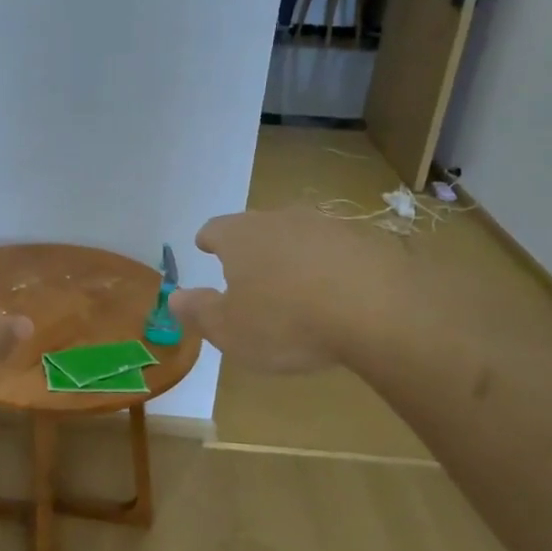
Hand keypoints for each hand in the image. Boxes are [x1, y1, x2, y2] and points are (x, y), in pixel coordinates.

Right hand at [171, 208, 390, 373]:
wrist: (377, 309)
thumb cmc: (286, 322)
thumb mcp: (229, 330)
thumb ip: (198, 312)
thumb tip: (174, 297)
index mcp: (241, 237)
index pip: (216, 229)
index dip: (208, 239)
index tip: (204, 246)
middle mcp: (281, 220)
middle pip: (257, 228)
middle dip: (250, 248)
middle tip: (247, 271)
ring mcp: (327, 226)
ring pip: (299, 237)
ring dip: (291, 256)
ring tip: (292, 285)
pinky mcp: (366, 241)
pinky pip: (336, 252)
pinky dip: (328, 267)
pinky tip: (335, 293)